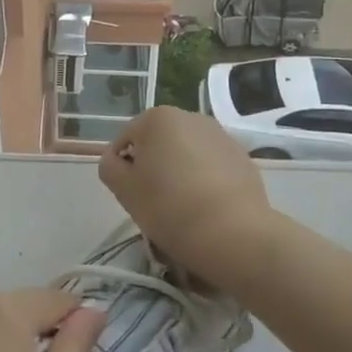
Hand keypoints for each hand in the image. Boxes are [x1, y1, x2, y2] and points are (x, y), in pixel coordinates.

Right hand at [99, 106, 284, 294]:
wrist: (234, 233)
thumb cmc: (169, 207)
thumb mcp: (124, 190)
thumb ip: (109, 167)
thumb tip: (116, 160)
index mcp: (158, 118)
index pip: (125, 140)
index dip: (122, 168)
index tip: (130, 194)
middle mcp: (190, 117)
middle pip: (158, 142)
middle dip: (153, 165)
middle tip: (153, 199)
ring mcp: (220, 135)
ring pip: (186, 152)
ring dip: (179, 170)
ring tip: (182, 204)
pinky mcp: (242, 157)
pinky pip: (211, 165)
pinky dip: (204, 179)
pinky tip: (207, 206)